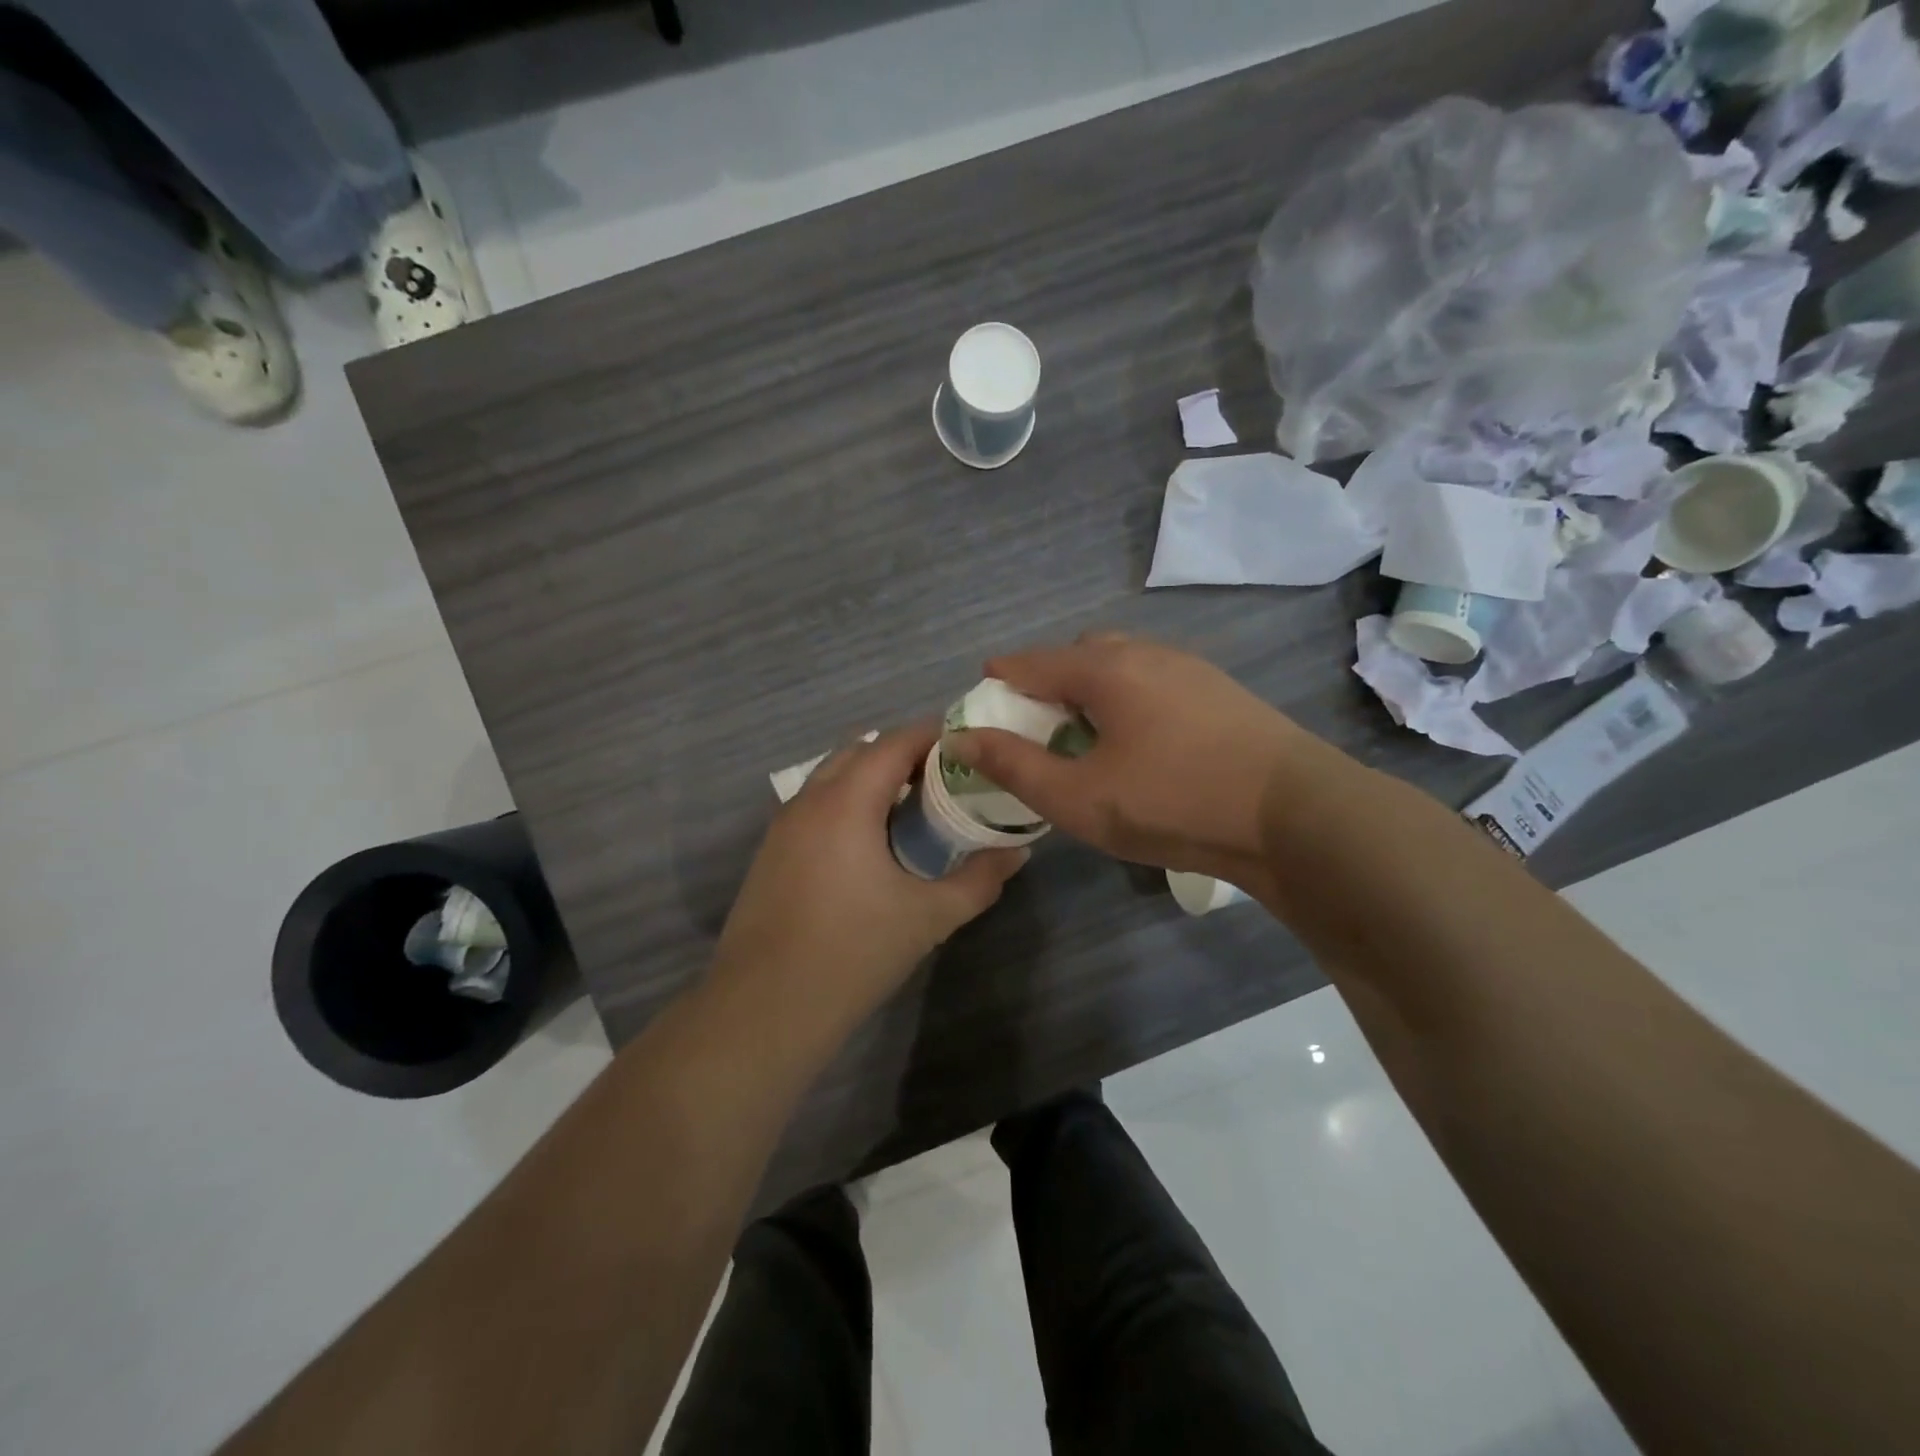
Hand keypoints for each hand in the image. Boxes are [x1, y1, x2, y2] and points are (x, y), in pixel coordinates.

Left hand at [711, 721, 1026, 1037]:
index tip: (968, 748)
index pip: (894, 742)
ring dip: (870, 779)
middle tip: (944, 781)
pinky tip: (869, 847)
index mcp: (846, 801)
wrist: (764, 1009)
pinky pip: (815, 805)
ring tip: (911, 811)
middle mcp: (809, 800)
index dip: (933, 736)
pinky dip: (846, 804)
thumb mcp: (929, 917)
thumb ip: (979, 880)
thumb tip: (1018, 853)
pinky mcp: (770, 853)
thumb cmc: (853, 953)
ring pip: (831, 777)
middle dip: (902, 754)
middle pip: (859, 750)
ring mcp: (782, 826)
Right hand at [944, 634, 1317, 892]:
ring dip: (1095, 689)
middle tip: (1039, 721)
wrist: (1294, 814)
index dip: (1002, 676)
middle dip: (1051, 678)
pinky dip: (1131, 699)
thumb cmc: (1172, 802)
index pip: (1034, 661)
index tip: (983, 689)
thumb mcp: (1079, 797)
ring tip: (1089, 735)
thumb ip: (1014, 766)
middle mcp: (1147, 654)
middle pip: (1082, 653)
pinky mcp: (1222, 693)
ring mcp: (1191, 669)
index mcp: (1106, 669)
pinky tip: (1142, 742)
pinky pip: (1157, 681)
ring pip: (1125, 664)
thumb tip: (962, 738)